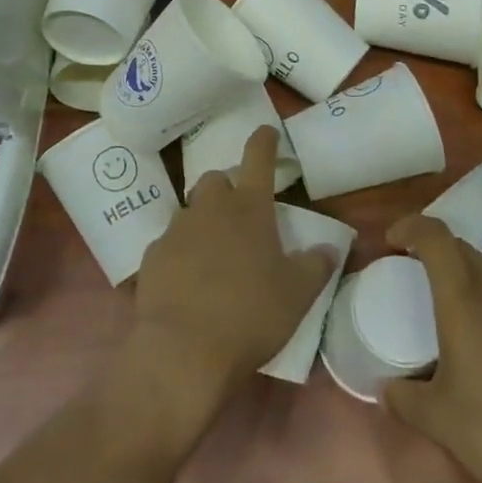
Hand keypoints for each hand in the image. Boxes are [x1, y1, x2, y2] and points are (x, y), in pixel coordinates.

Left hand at [129, 126, 334, 408]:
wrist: (183, 350)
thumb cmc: (250, 314)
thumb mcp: (298, 294)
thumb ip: (316, 266)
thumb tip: (330, 249)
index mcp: (249, 207)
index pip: (258, 158)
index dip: (264, 141)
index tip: (267, 132)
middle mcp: (210, 208)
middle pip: (217, 180)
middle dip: (229, 189)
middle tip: (242, 214)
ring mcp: (176, 230)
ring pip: (191, 211)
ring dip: (204, 222)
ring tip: (216, 254)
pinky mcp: (152, 256)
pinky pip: (170, 243)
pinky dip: (182, 253)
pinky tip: (189, 280)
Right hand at [381, 215, 481, 482]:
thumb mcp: (438, 421)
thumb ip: (403, 399)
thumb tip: (383, 389)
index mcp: (464, 300)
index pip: (436, 237)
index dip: (412, 226)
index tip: (393, 241)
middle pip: (464, 250)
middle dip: (438, 252)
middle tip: (418, 277)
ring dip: (471, 279)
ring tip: (460, 316)